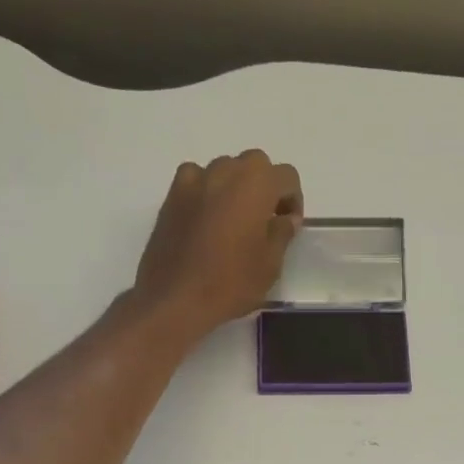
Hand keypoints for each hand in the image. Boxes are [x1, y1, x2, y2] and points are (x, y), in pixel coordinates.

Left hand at [134, 150, 303, 339]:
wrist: (175, 299)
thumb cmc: (231, 283)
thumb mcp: (270, 264)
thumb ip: (282, 233)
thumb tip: (285, 218)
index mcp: (256, 184)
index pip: (287, 176)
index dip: (292, 200)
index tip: (287, 226)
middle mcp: (226, 171)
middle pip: (255, 165)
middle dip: (265, 187)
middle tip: (264, 220)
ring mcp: (195, 180)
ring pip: (225, 169)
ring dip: (235, 187)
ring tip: (233, 222)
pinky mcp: (171, 195)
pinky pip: (196, 180)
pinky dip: (206, 191)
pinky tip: (205, 218)